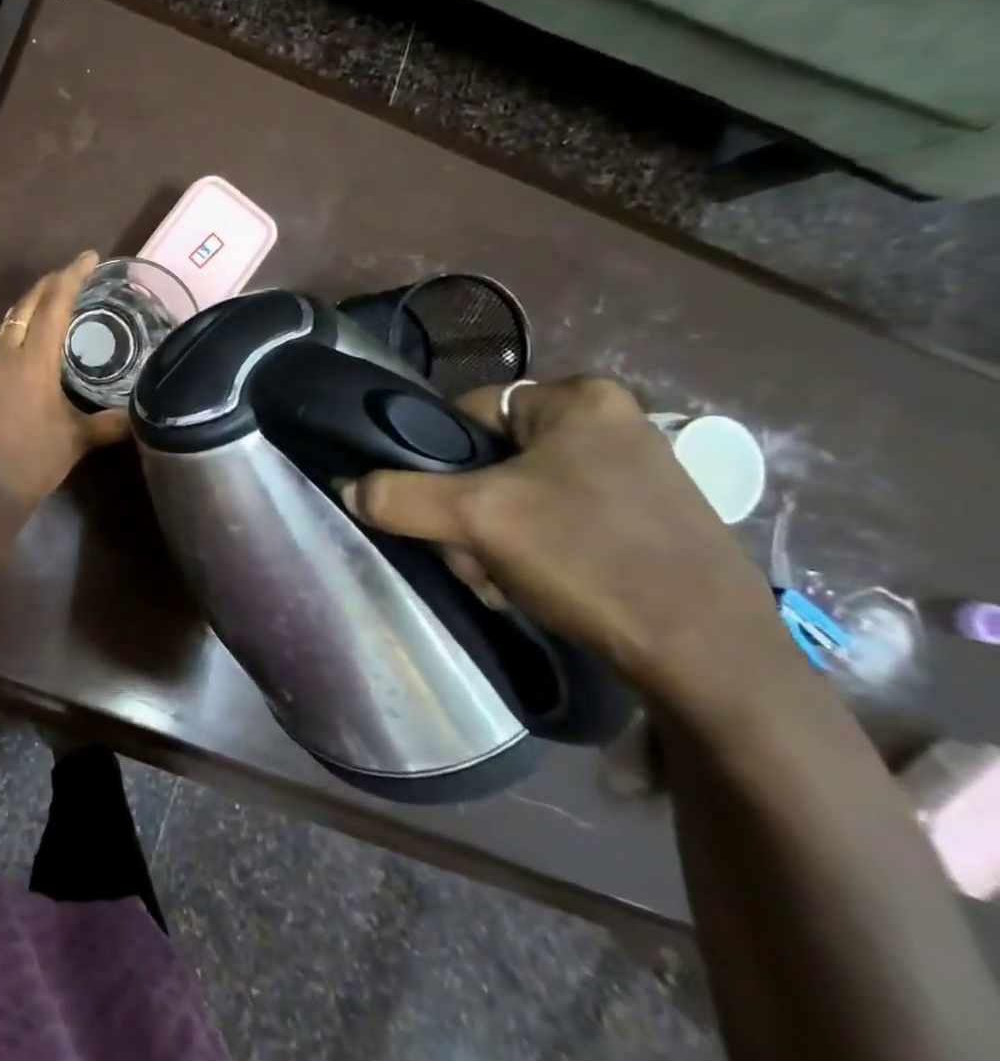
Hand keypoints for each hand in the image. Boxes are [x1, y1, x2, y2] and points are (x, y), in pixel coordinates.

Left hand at [0, 252, 131, 513]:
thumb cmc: (32, 462)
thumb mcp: (75, 441)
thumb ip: (108, 424)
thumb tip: (139, 417)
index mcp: (32, 360)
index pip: (54, 304)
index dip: (72, 276)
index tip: (89, 257)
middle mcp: (4, 355)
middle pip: (24, 305)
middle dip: (49, 285)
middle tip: (72, 276)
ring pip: (6, 324)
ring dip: (28, 308)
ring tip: (51, 306)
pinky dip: (14, 334)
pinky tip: (25, 349)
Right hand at [343, 376, 792, 707]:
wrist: (713, 663)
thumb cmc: (591, 561)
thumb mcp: (476, 521)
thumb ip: (398, 496)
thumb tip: (347, 488)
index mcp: (579, 398)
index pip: (466, 414)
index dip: (438, 465)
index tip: (442, 516)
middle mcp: (612, 422)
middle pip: (489, 460)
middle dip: (468, 517)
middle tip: (474, 562)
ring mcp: (634, 472)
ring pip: (518, 496)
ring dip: (493, 541)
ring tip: (503, 585)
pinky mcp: (646, 518)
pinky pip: (557, 519)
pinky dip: (532, 553)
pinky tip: (535, 589)